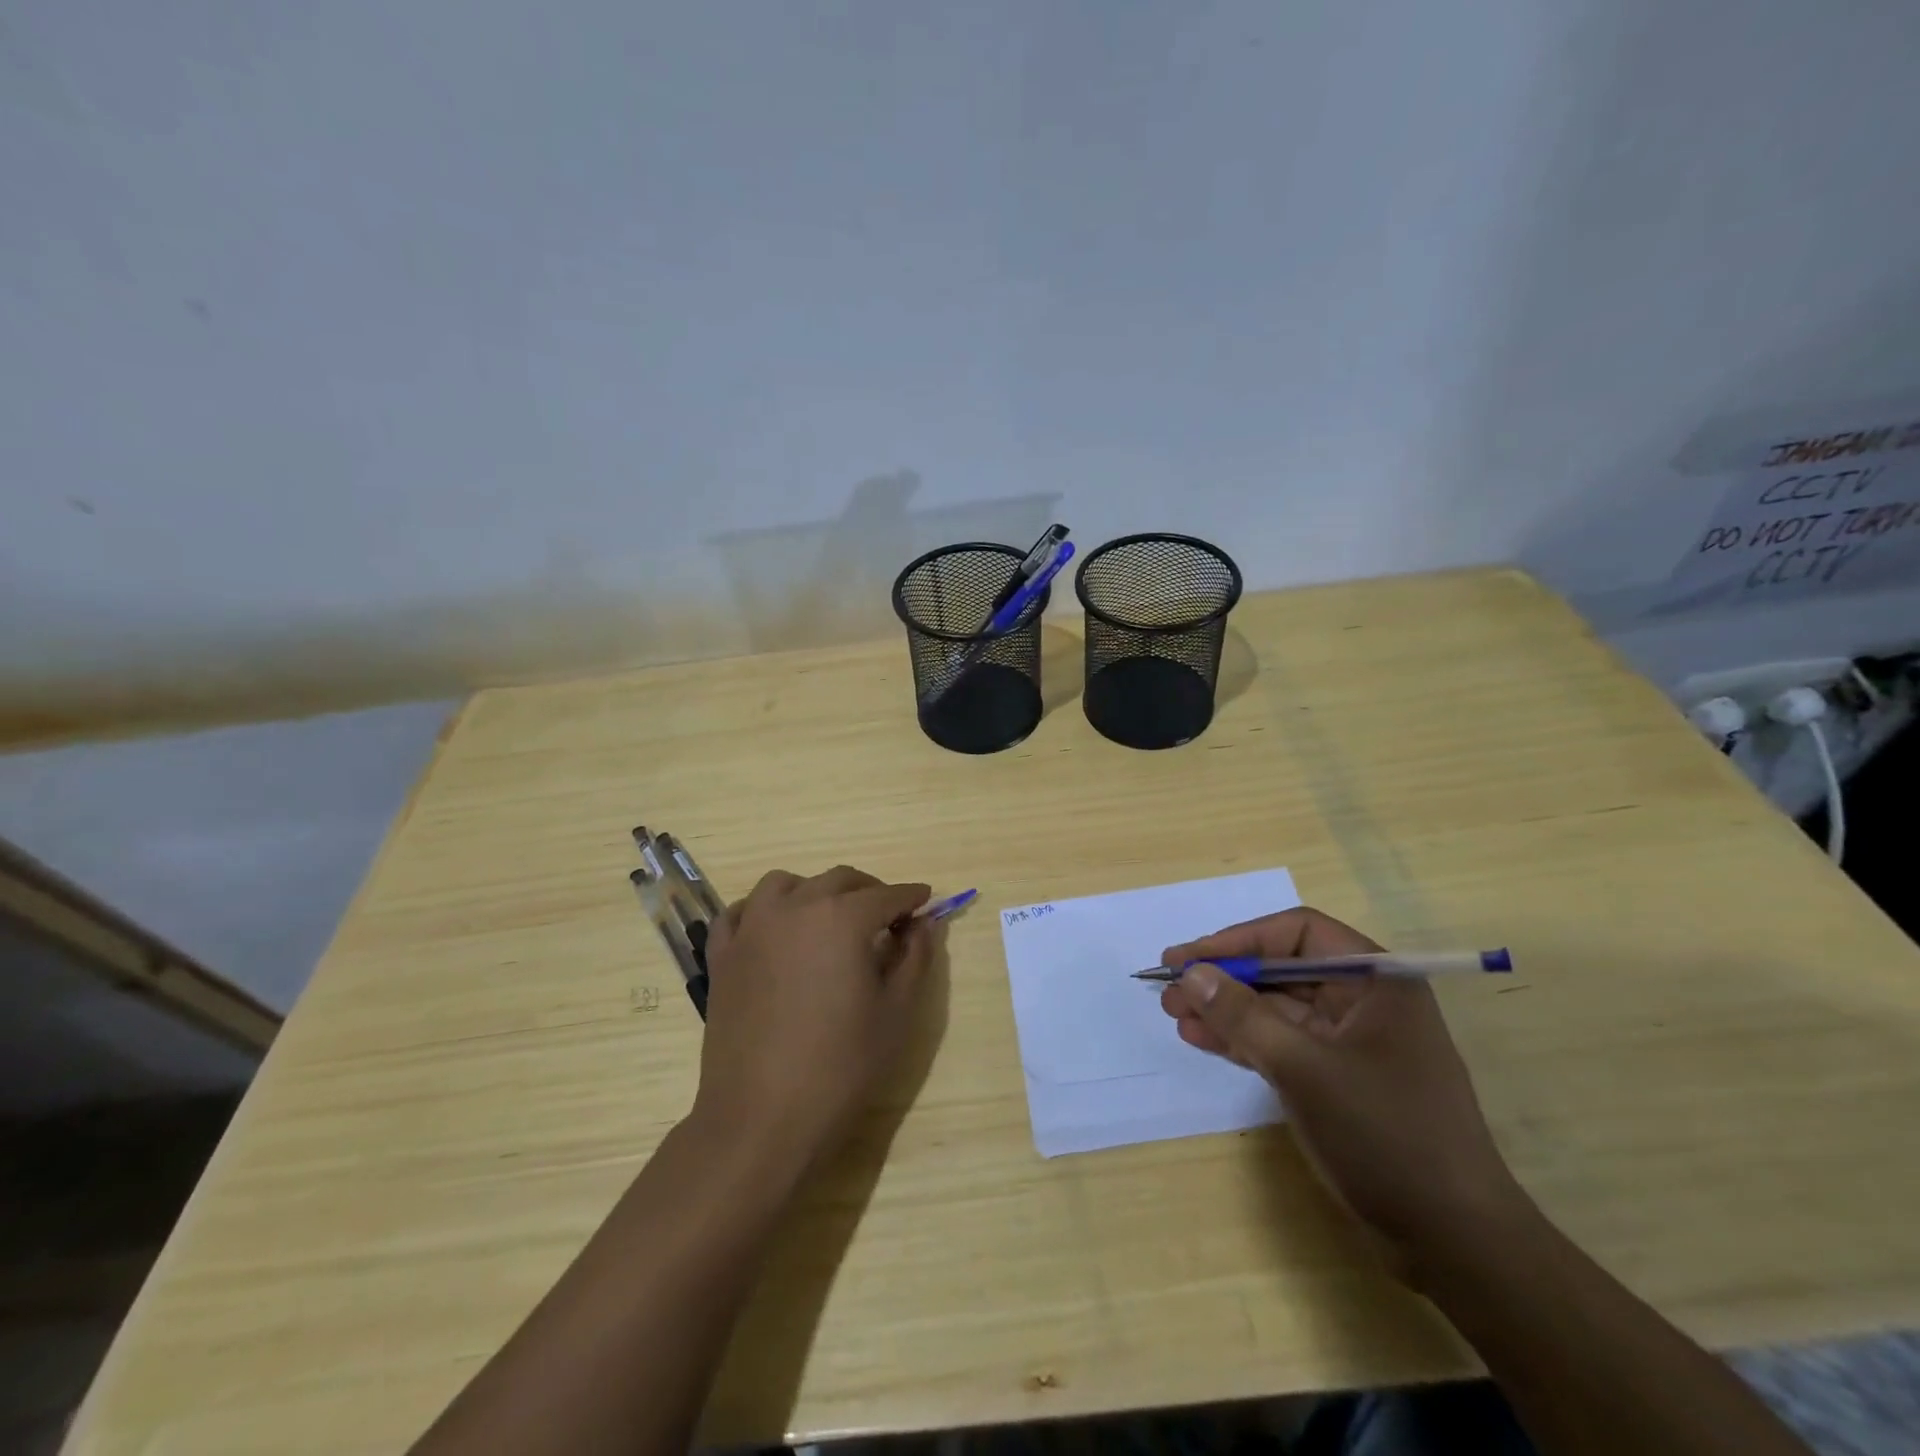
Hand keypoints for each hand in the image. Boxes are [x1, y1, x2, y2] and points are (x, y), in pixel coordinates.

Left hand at [693, 866, 933, 1170]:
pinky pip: (740, 912)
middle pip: (839, 880)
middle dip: (870, 891)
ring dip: (814, 890)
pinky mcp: (722, 955)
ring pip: (785, 884)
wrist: (762, 1118)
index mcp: (841, 918)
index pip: (886, 895)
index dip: (911, 898)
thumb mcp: (897, 1012)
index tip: (925, 902)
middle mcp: (794, 908)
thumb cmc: (841, 1066)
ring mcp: (751, 928)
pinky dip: (761, 910)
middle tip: (888, 917)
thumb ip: (915, 957)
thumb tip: (923, 923)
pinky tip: (775, 930)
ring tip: (829, 917)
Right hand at [1159, 907, 1527, 1275]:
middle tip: (1170, 989)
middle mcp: (1366, 1000)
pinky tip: (1202, 1038)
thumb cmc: (1386, 1136)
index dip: (1237, 940)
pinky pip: (1283, 1043)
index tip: (1188, 958)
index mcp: (1376, 979)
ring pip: (1277, 1007)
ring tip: (1174, 1014)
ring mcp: (1353, 1041)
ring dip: (1226, 1009)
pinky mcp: (1341, 1078)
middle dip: (1225, 978)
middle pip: (1282, 969)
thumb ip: (1242, 1015)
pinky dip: (1244, 1039)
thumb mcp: (1304, 1068)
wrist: (1456, 1242)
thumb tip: (1190, 973)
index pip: (1296, 934)